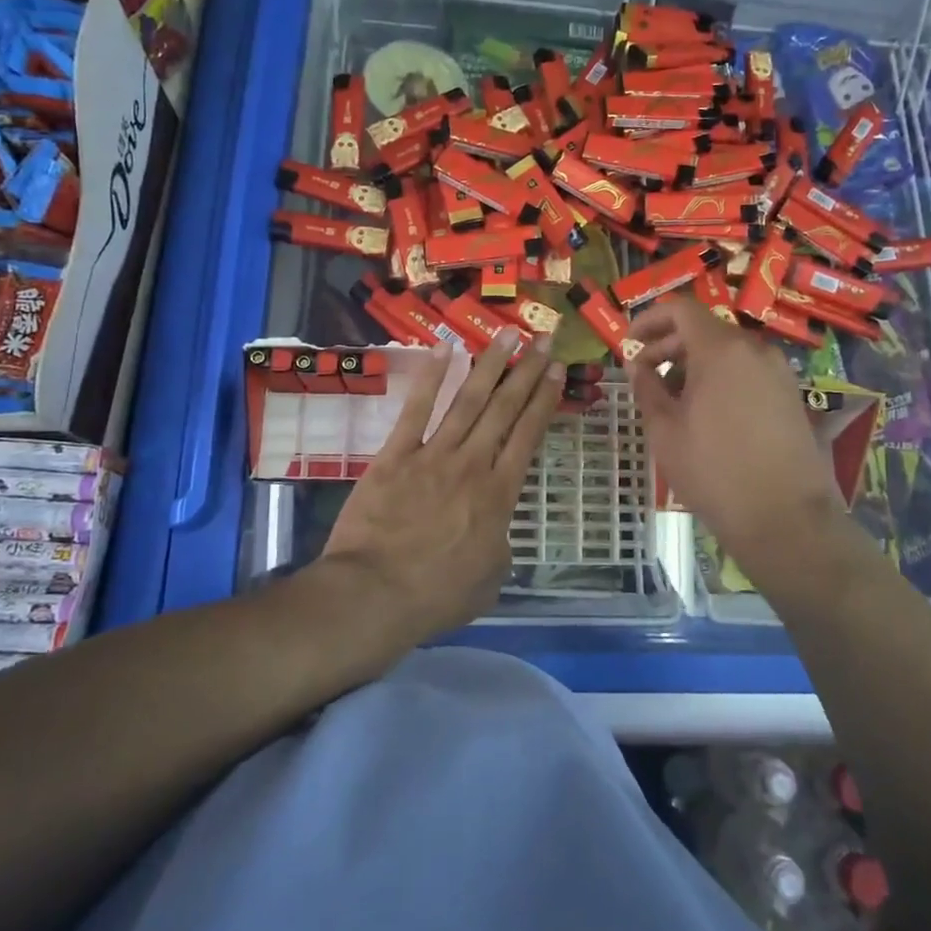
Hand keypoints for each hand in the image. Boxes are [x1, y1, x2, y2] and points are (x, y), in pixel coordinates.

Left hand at [323, 329, 564, 641]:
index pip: (528, 435)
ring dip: (490, 364)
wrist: (374, 595)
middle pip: (504, 409)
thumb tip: (496, 529)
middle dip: (526, 370)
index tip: (556, 371)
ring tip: (507, 334)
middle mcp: (472, 464)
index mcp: (499, 495)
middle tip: (543, 339)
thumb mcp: (489, 579)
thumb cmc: (436, 595)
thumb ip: (499, 545)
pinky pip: (416, 409)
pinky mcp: (395, 455)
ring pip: (467, 400)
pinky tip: (445, 349)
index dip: (544, 399)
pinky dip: (431, 377)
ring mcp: (432, 455)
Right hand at [627, 299, 843, 569]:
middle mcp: (754, 349)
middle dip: (669, 344)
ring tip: (671, 397)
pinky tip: (705, 411)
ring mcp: (778, 372)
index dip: (649, 319)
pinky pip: (747, 371)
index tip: (629, 342)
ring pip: (728, 351)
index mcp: (721, 349)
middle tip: (643, 372)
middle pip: (705, 328)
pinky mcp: (791, 395)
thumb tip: (637, 365)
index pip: (681, 309)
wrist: (785, 518)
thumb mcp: (665, 430)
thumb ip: (647, 388)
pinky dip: (720, 377)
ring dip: (694, 363)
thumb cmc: (714, 471)